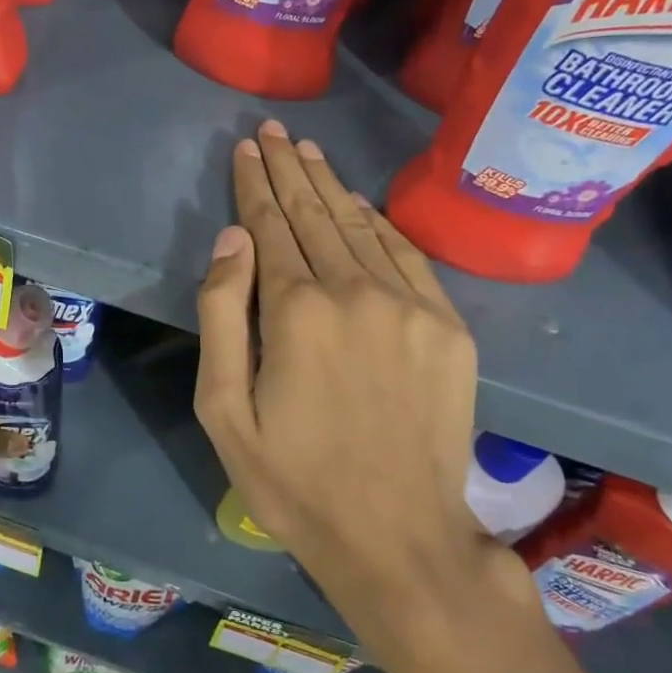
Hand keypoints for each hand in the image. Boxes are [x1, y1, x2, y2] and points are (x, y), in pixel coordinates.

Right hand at [194, 121, 539, 672]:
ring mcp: (410, 305)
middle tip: (273, 133)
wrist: (400, 539)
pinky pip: (406, 255)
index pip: (269, 226)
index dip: (255, 185)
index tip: (245, 149)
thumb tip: (233, 238)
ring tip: (308, 152)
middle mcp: (355, 291)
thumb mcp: (225, 412)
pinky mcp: (448, 327)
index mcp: (296, 310)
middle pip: (314, 214)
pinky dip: (377, 223)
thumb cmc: (295, 482)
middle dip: (289, 170)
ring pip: (359, 226)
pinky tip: (359, 204)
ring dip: (330, 186)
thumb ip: (223, 315)